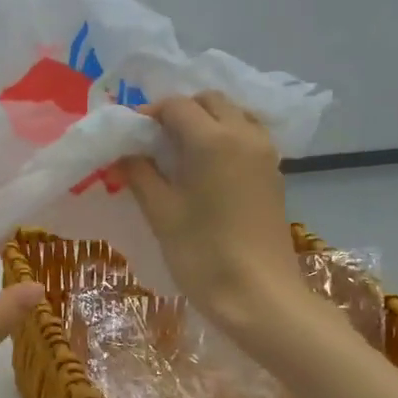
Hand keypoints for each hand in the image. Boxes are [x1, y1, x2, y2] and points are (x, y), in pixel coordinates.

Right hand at [122, 92, 306, 329]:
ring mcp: (265, 154)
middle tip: (153, 141)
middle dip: (180, 112)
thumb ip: (140, 175)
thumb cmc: (202, 254)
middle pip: (210, 101)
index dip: (148, 115)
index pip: (177, 106)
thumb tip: (124, 154)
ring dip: (205, 122)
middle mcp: (244, 135)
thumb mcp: (162, 213)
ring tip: (179, 153)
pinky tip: (205, 169)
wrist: (258, 295)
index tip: (128, 136)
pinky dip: (224, 138)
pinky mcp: (273, 174)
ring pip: (233, 115)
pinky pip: (247, 137)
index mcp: (213, 140)